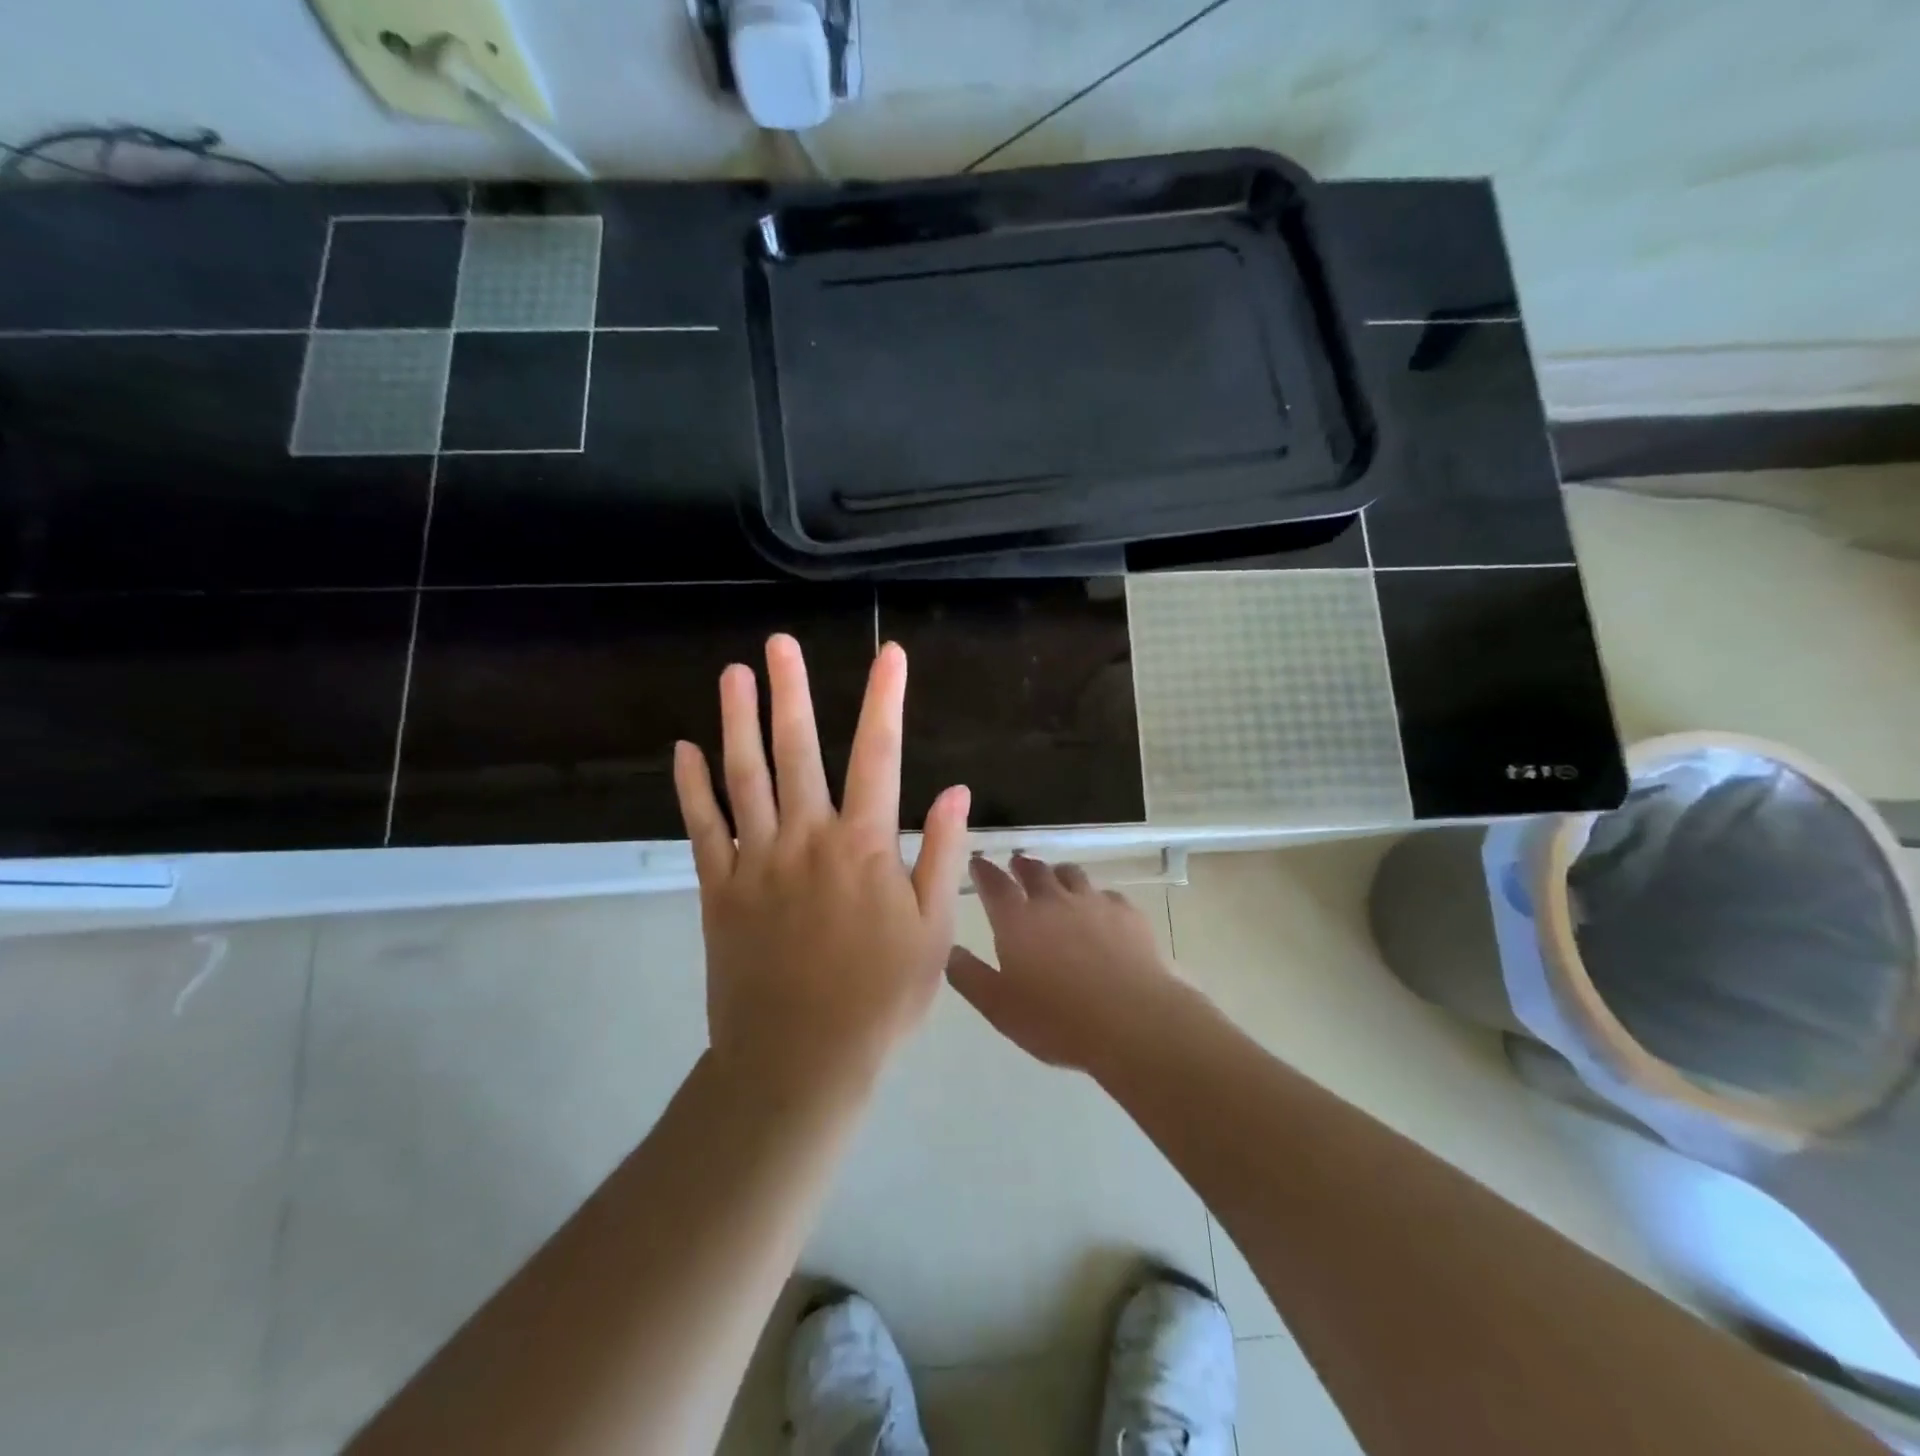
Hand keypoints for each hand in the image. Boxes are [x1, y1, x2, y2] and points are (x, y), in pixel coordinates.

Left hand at [674, 634, 970, 1098]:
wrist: (800, 1061)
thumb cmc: (880, 997)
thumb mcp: (932, 931)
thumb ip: (943, 855)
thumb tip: (958, 790)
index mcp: (864, 847)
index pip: (879, 756)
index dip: (885, 701)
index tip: (890, 656)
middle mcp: (807, 839)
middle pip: (798, 751)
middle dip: (792, 692)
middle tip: (780, 644)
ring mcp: (756, 861)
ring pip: (744, 777)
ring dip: (738, 723)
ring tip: (732, 675)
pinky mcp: (719, 889)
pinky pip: (701, 828)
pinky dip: (691, 788)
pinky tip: (683, 750)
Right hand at [947, 854, 1182, 1074]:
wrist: (1132, 1021)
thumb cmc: (1057, 1020)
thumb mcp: (999, 1007)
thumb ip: (969, 976)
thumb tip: (949, 950)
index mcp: (1016, 919)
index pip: (993, 883)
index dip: (982, 870)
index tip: (977, 862)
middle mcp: (1052, 900)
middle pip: (1034, 870)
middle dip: (1021, 865)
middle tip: (1016, 865)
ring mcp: (1093, 902)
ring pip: (1071, 874)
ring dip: (1058, 874)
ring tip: (1056, 880)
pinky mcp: (1127, 913)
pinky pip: (1107, 894)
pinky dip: (1096, 898)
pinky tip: (1100, 912)